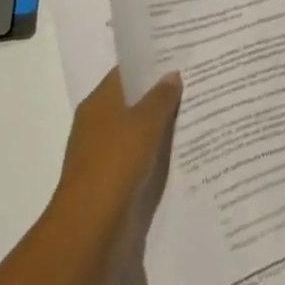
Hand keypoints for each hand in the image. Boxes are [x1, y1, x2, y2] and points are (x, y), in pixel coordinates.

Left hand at [53, 68, 181, 226]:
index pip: (126, 72)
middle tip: (195, 83)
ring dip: (159, 125)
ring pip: (136, 129)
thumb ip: (161, 97)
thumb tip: (172, 74)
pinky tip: (179, 149)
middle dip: (160, 94)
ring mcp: (101, 152)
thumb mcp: (145, 122)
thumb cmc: (115, 162)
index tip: (180, 57)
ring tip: (194, 113)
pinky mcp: (109, 179)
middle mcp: (97, 122)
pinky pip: (137, 155)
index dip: (152, 63)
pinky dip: (154, 151)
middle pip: (132, 100)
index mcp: (99, 101)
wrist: (90, 226)